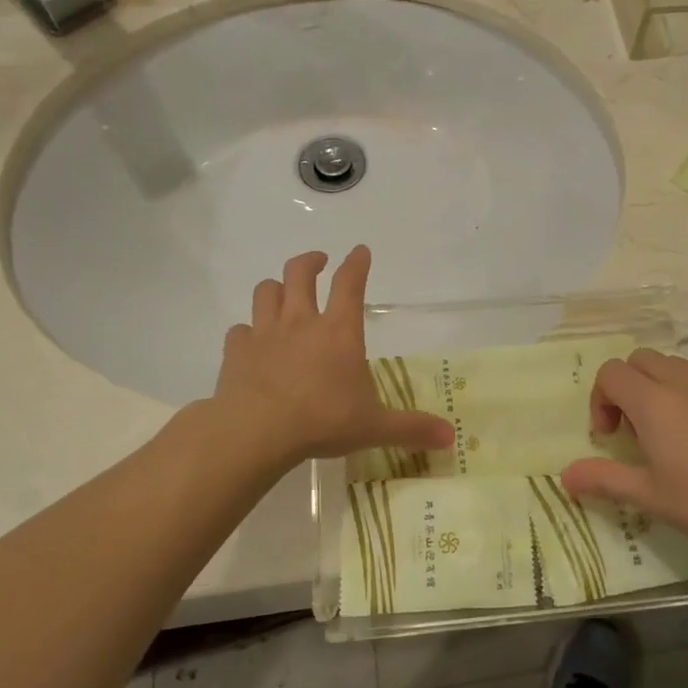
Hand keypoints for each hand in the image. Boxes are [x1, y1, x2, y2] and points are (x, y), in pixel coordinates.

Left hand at [209, 246, 452, 470]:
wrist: (256, 432)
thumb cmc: (322, 421)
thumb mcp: (374, 427)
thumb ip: (411, 428)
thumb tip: (451, 436)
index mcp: (339, 331)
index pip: (350, 283)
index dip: (357, 263)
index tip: (360, 251)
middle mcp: (301, 321)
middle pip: (300, 273)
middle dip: (310, 261)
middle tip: (318, 262)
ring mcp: (265, 332)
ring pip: (265, 291)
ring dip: (275, 287)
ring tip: (282, 293)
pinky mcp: (236, 351)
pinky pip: (239, 330)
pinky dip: (246, 332)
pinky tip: (251, 342)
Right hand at [561, 350, 687, 554]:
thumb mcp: (649, 495)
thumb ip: (603, 479)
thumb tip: (564, 476)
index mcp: (653, 401)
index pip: (611, 372)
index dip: (600, 399)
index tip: (610, 436)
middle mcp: (682, 382)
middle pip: (641, 360)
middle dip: (627, 386)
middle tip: (634, 429)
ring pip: (675, 367)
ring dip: (659, 388)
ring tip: (670, 433)